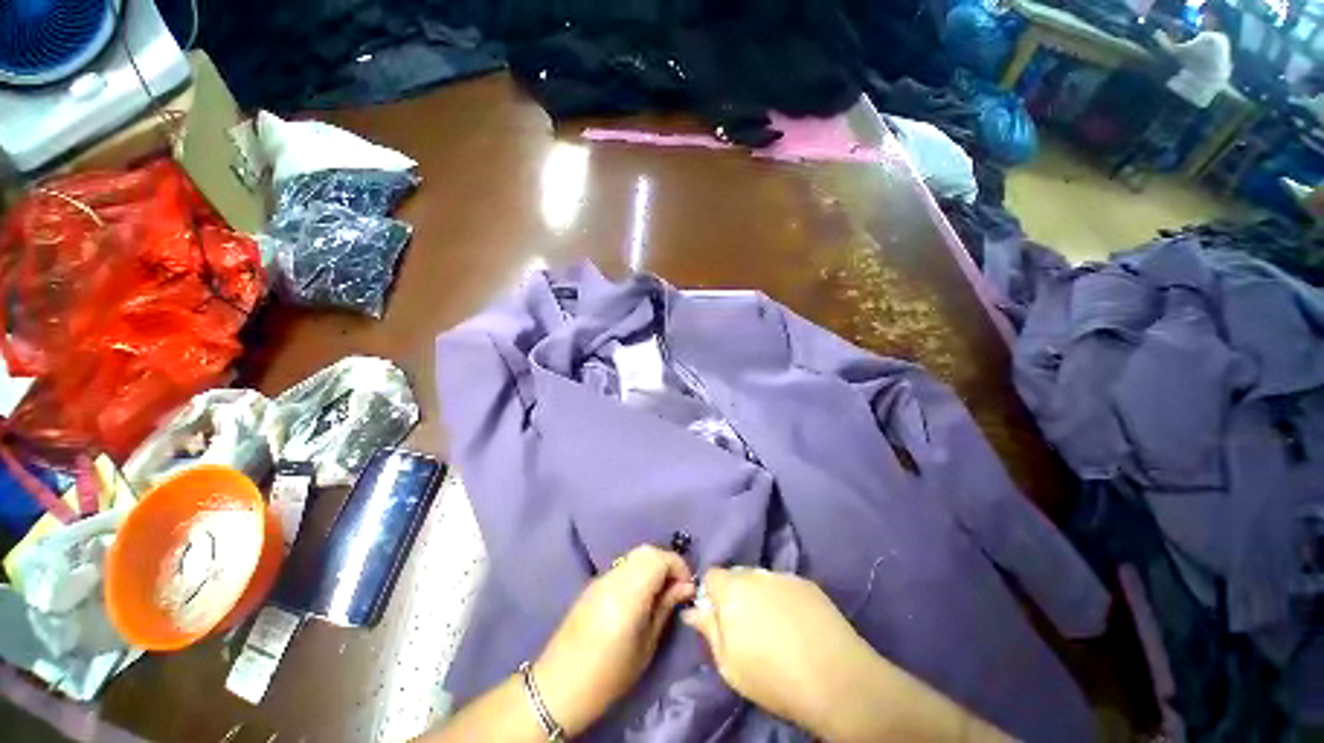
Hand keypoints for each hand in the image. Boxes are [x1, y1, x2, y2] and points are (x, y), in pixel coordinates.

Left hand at [533, 545, 695, 736]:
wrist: (558, 686)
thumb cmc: (608, 676)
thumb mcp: (645, 647)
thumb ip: (665, 609)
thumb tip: (684, 588)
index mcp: (628, 593)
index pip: (659, 558)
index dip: (678, 565)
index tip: (687, 587)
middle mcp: (614, 577)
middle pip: (646, 551)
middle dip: (666, 563)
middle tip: (676, 588)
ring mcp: (601, 579)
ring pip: (634, 557)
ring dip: (652, 566)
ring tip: (660, 592)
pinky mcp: (593, 585)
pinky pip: (622, 568)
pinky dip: (637, 572)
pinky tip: (640, 596)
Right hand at [680, 567, 875, 732]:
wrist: (836, 679)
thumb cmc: (773, 677)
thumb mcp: (729, 664)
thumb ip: (709, 631)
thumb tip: (693, 611)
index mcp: (732, 590)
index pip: (711, 574)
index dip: (711, 594)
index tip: (718, 617)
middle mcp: (756, 574)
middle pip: (737, 576)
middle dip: (736, 594)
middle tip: (747, 626)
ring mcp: (784, 576)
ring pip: (762, 580)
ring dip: (760, 595)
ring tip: (775, 627)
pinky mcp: (808, 584)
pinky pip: (785, 586)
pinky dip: (784, 599)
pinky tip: (797, 625)